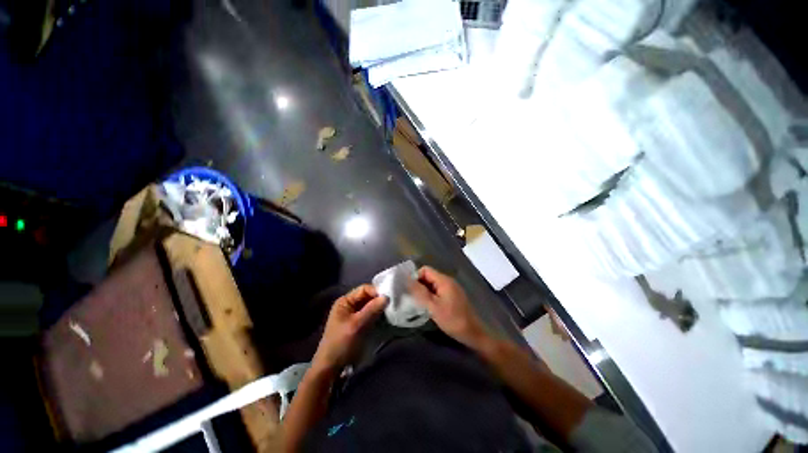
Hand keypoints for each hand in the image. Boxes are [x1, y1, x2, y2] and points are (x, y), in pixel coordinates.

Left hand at [312, 285, 386, 372]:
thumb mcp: (357, 325)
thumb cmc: (341, 343)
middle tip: (392, 305)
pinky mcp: (359, 324)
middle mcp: (350, 305)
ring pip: (370, 306)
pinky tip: (386, 319)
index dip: (376, 292)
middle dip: (379, 300)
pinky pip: (371, 315)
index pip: (364, 289)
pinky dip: (378, 316)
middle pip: (368, 297)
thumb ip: (371, 309)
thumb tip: (387, 297)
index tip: (389, 298)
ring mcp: (354, 315)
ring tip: (391, 311)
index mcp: (345, 301)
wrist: (331, 368)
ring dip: (379, 308)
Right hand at [410, 266, 489, 348]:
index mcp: (444, 280)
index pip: (425, 270)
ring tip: (420, 304)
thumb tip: (406, 279)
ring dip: (425, 292)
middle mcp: (448, 281)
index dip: (416, 277)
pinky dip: (432, 296)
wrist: (473, 333)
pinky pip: (438, 290)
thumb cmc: (452, 320)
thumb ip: (419, 292)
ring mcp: (452, 288)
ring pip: (433, 284)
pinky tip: (429, 307)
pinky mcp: (453, 296)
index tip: (411, 291)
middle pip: (429, 276)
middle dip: (420, 285)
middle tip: (414, 299)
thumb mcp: (433, 307)